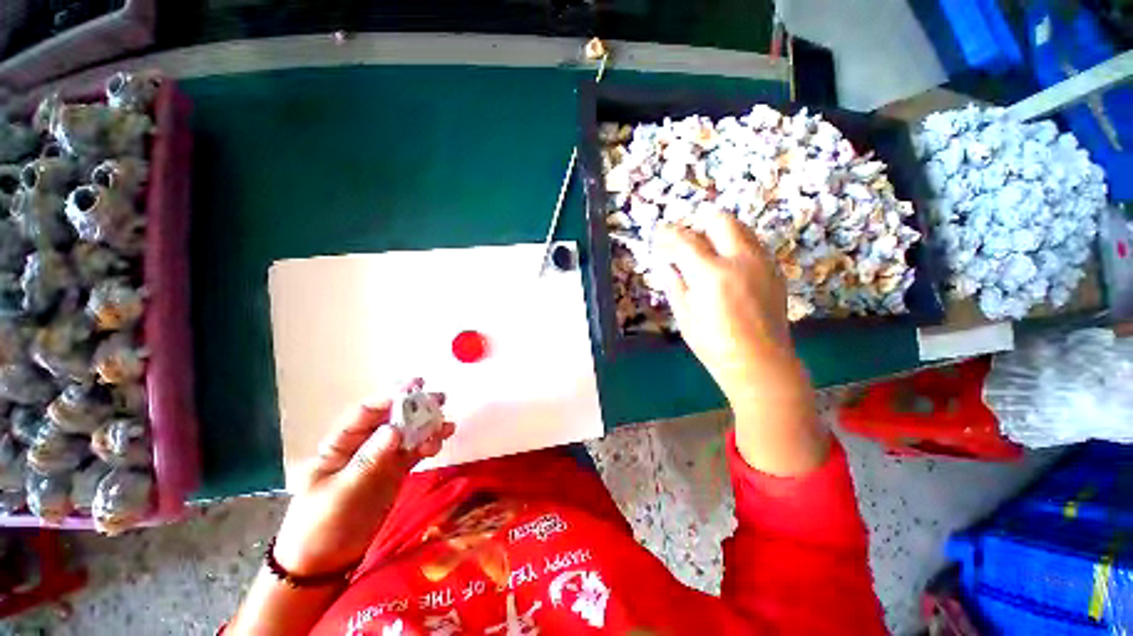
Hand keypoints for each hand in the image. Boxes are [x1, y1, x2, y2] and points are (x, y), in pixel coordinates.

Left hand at [272, 380, 454, 576]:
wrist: (322, 564)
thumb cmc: (320, 526)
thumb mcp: (341, 494)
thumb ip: (369, 460)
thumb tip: (394, 429)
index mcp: (340, 444)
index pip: (366, 412)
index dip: (390, 397)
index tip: (415, 387)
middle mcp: (363, 445)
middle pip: (392, 418)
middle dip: (415, 406)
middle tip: (440, 399)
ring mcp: (381, 459)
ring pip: (408, 434)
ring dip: (427, 426)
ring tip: (447, 425)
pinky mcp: (394, 473)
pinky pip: (414, 452)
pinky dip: (428, 444)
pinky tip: (441, 441)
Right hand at [653, 213, 793, 402]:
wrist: (760, 363)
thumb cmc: (714, 345)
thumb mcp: (685, 316)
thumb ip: (673, 283)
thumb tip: (664, 263)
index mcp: (711, 274)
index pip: (685, 240)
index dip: (668, 234)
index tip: (659, 235)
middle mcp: (740, 260)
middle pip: (720, 220)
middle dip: (698, 225)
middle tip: (685, 242)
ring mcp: (762, 262)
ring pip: (740, 228)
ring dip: (718, 233)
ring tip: (705, 252)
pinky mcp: (775, 270)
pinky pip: (753, 244)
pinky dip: (735, 246)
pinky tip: (726, 265)